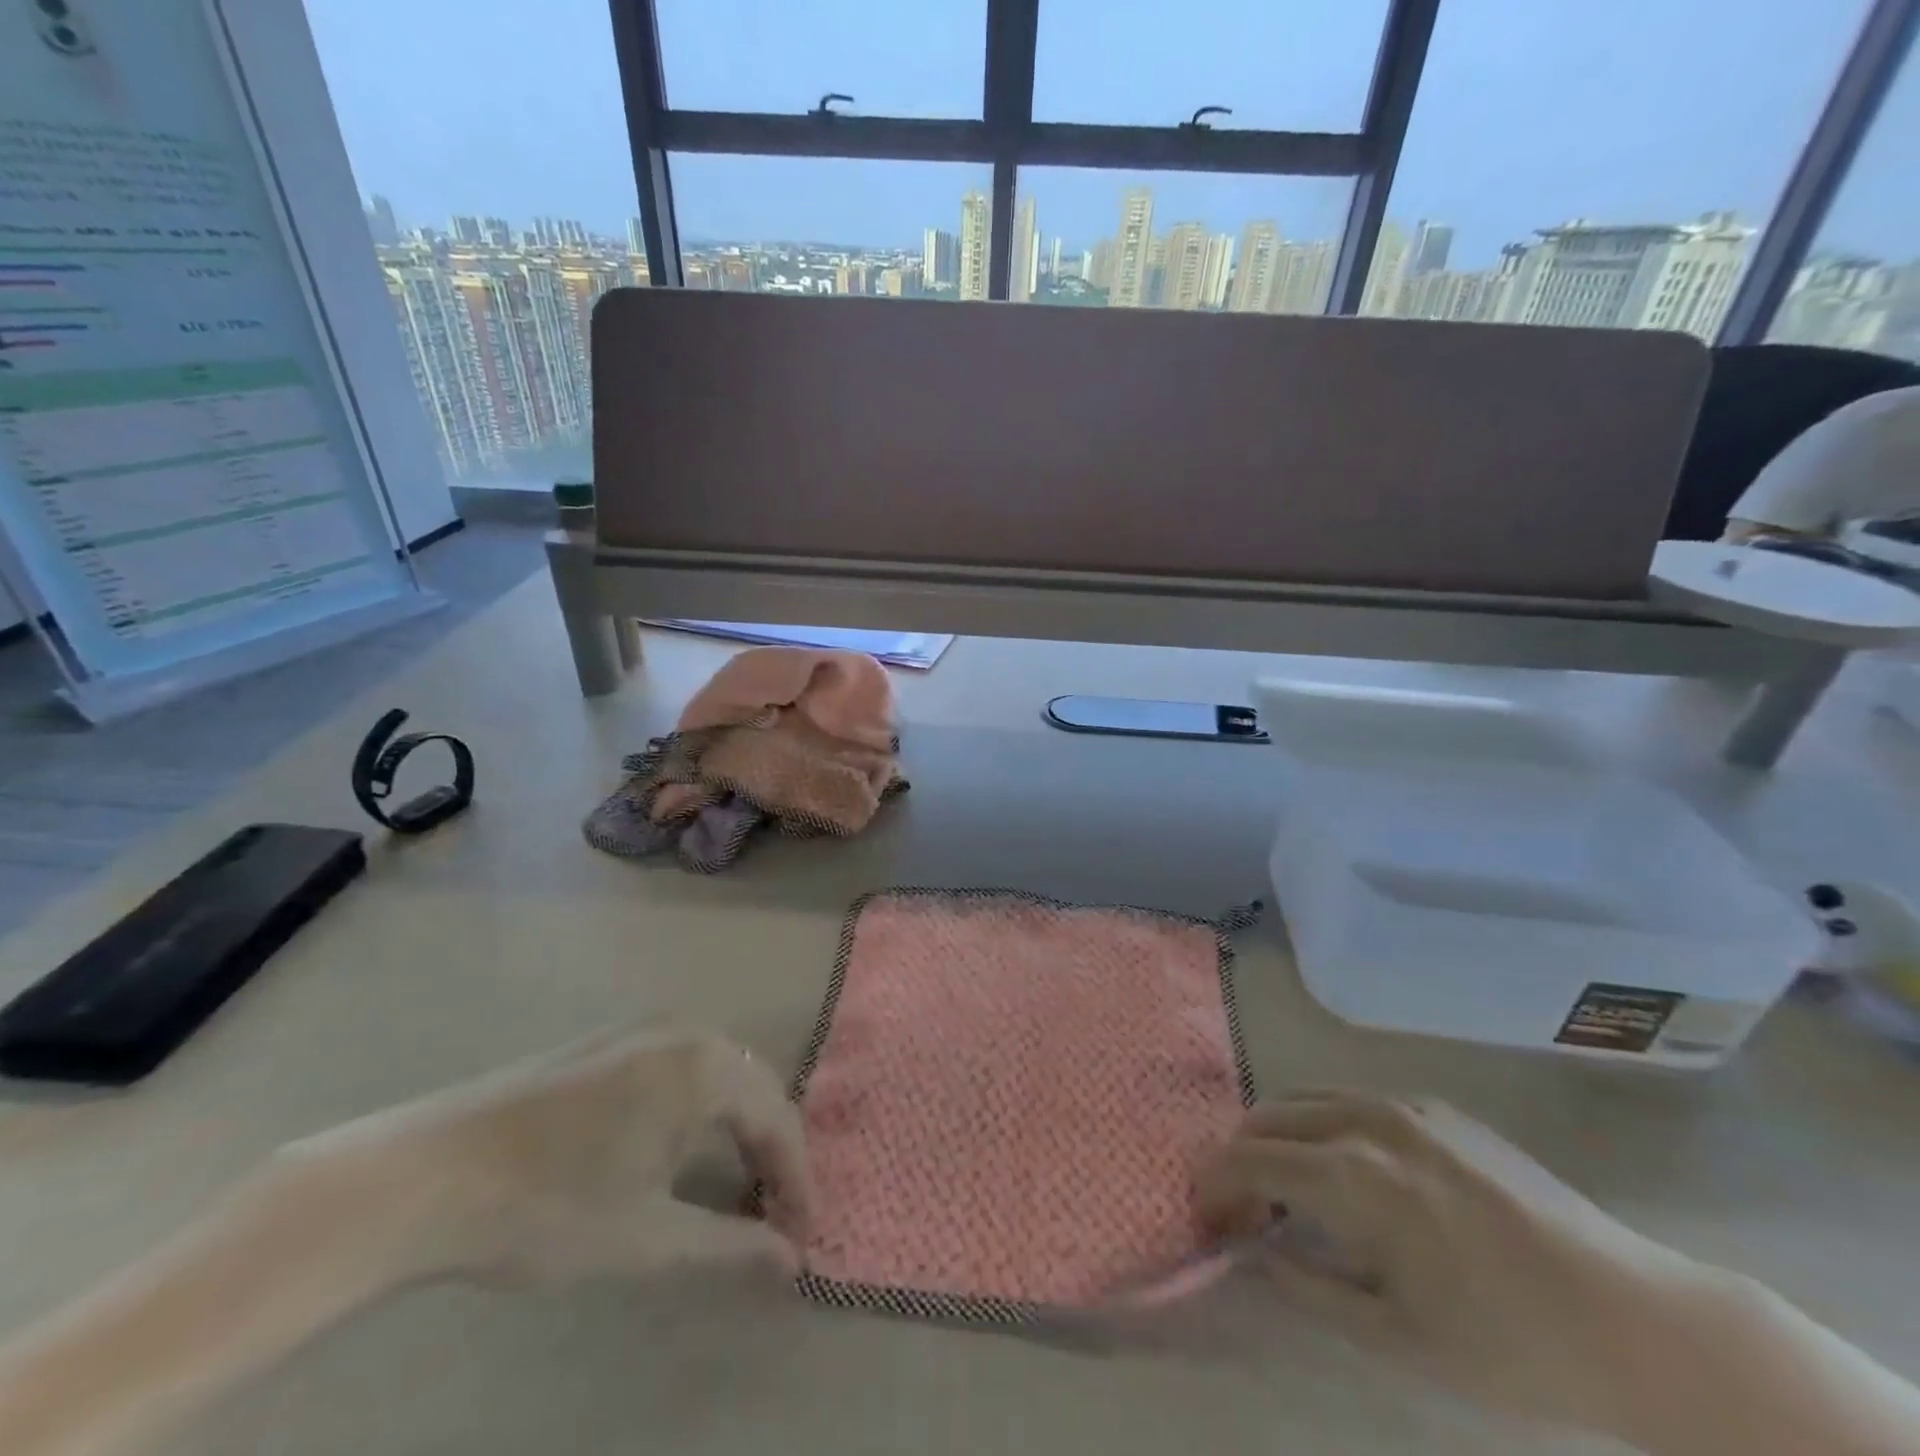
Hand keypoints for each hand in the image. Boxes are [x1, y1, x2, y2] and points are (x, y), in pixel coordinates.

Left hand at [281, 1028, 812, 1287]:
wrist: (421, 1176)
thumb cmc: (549, 1207)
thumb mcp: (648, 1237)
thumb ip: (731, 1243)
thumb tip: (792, 1260)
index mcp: (706, 1064)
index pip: (778, 1119)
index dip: (796, 1180)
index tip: (800, 1237)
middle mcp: (685, 1031)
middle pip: (754, 1089)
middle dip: (770, 1153)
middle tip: (773, 1217)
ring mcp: (642, 1030)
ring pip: (717, 1078)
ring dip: (735, 1131)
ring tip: (736, 1190)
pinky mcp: (606, 1044)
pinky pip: (679, 1071)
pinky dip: (698, 1113)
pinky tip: (680, 1154)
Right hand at [1195, 1091, 1711, 1430]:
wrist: (1638, 1319)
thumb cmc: (1511, 1344)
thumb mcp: (1397, 1338)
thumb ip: (1308, 1287)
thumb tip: (1256, 1253)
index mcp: (1353, 1174)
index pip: (1250, 1159)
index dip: (1215, 1184)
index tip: (1206, 1216)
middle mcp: (1366, 1119)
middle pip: (1268, 1117)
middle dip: (1239, 1157)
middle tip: (1240, 1209)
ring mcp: (1404, 1105)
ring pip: (1305, 1099)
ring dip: (1277, 1136)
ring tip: (1285, 1187)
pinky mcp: (1435, 1107)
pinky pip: (1350, 1101)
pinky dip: (1322, 1126)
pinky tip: (1346, 1172)